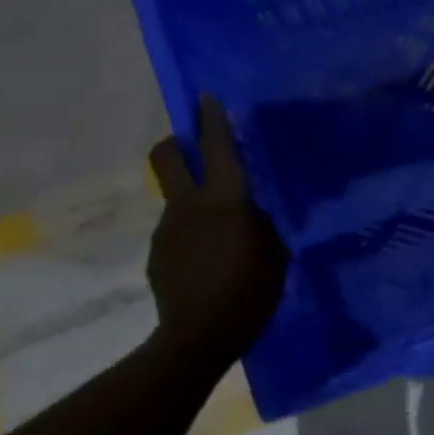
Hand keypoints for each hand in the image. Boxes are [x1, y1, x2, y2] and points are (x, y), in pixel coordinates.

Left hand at [146, 97, 289, 366]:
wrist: (198, 338)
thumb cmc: (249, 293)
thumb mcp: (275, 255)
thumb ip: (262, 226)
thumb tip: (252, 214)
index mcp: (225, 202)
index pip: (217, 148)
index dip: (212, 119)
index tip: (206, 97)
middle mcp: (189, 206)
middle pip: (167, 156)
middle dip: (176, 143)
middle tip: (194, 149)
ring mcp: (168, 229)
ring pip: (177, 198)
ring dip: (193, 201)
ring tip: (220, 234)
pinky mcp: (158, 253)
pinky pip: (177, 231)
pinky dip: (191, 235)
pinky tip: (208, 262)